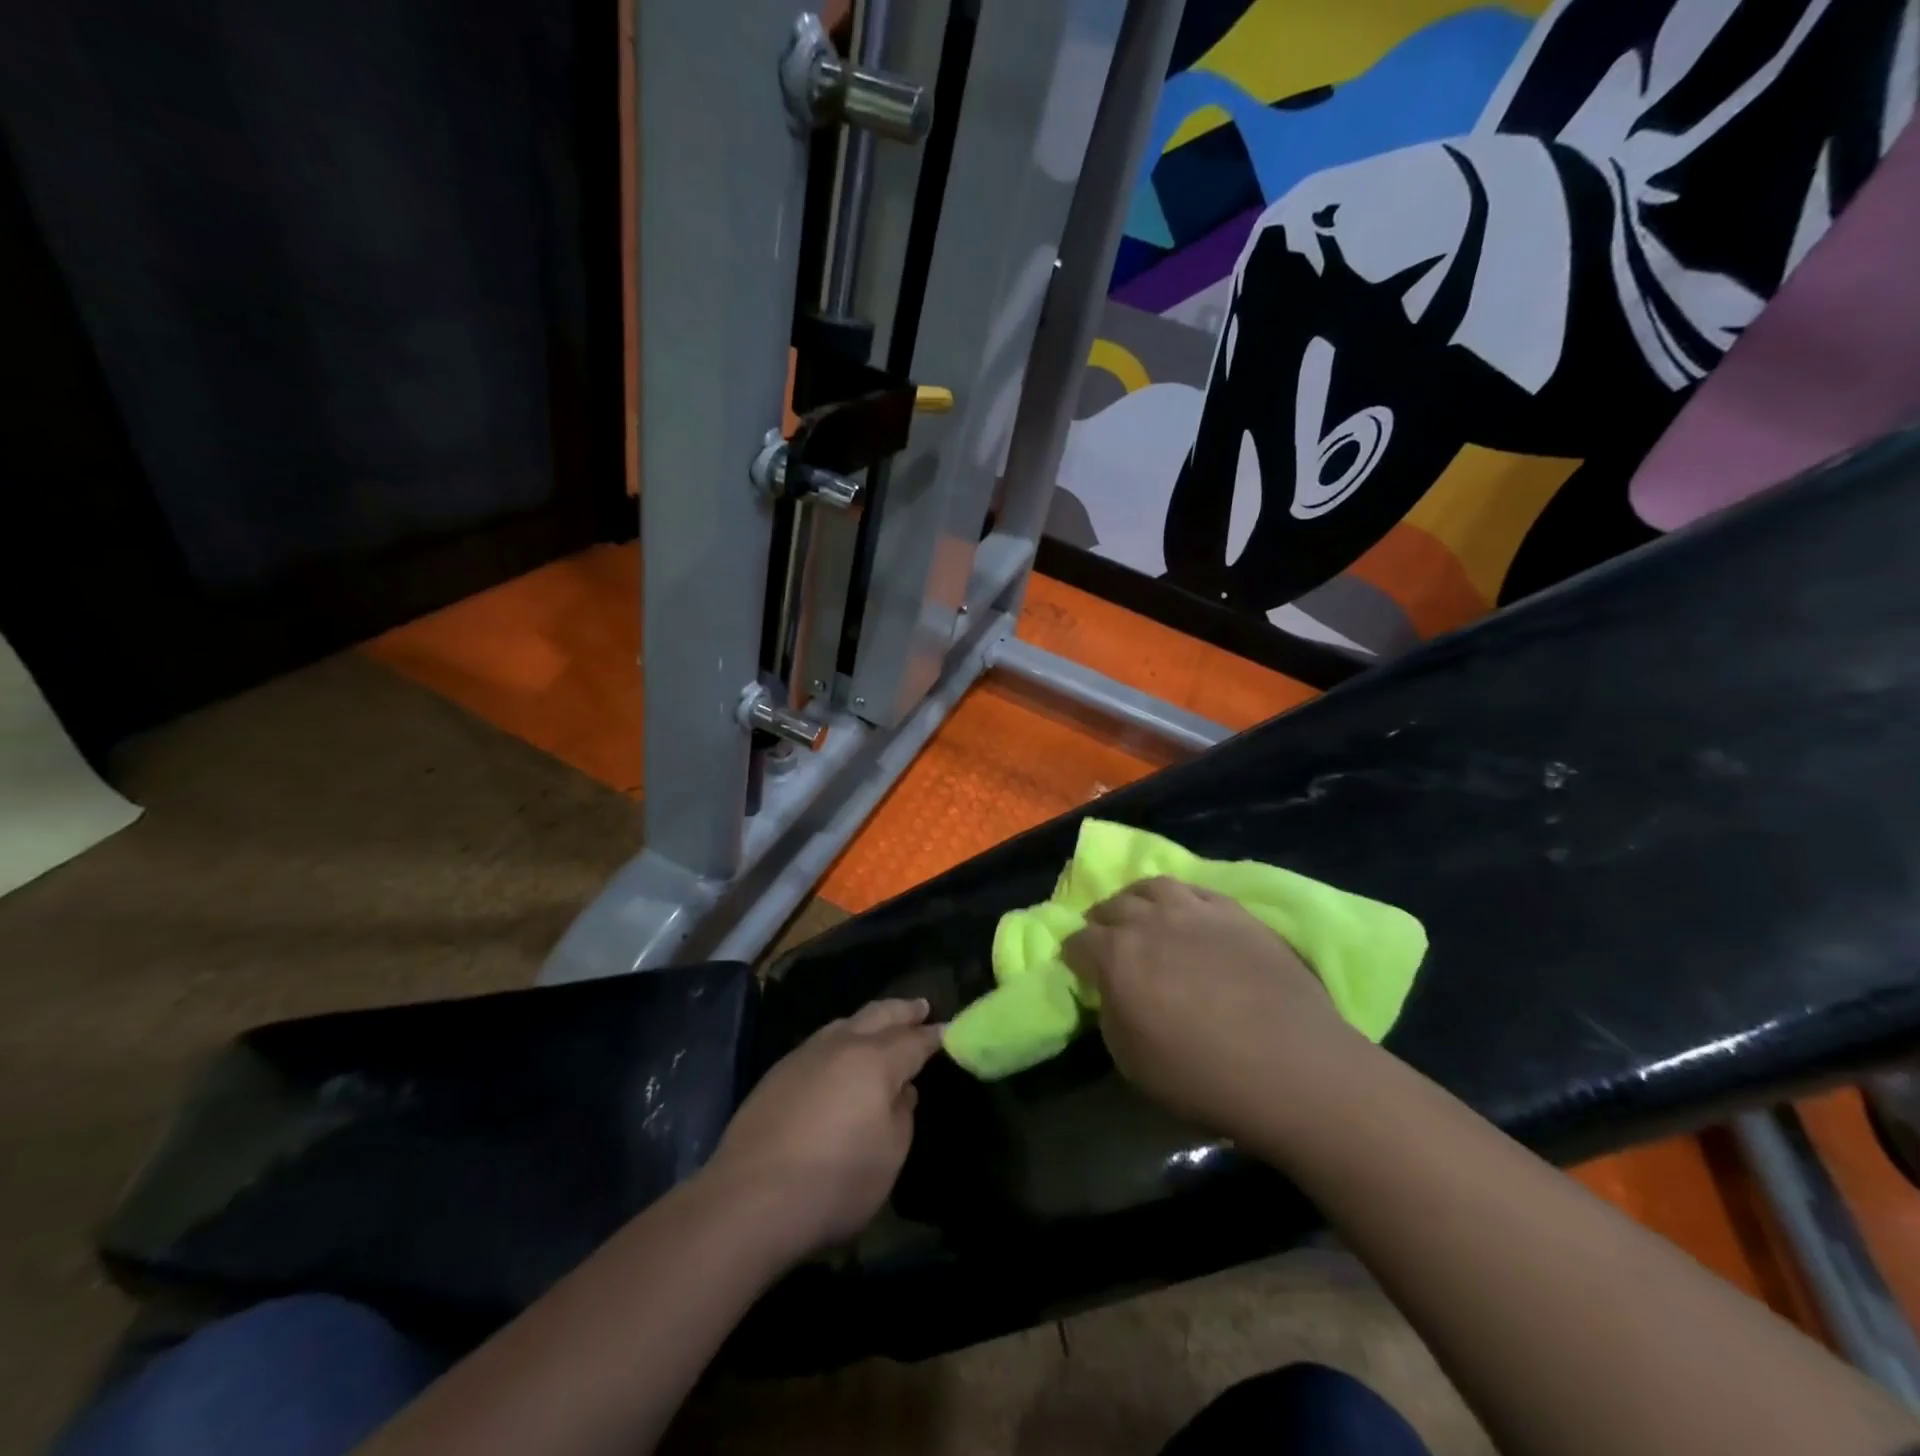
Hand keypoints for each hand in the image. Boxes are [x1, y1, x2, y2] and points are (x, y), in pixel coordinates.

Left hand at [706, 998, 941, 1256]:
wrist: (749, 1200)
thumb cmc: (834, 1182)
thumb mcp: (889, 1156)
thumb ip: (901, 1115)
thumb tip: (901, 1090)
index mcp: (876, 1060)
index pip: (914, 1040)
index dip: (934, 1035)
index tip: (949, 1029)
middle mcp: (841, 1045)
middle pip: (878, 1015)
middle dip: (903, 1010)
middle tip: (920, 1007)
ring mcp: (805, 1055)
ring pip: (845, 1023)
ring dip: (868, 1021)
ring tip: (881, 1025)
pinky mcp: (777, 1074)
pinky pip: (820, 1043)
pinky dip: (841, 1039)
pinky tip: (839, 1056)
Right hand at [1063, 878, 1360, 1135]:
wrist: (1293, 1068)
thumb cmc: (1202, 1076)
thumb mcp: (1131, 1061)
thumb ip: (1111, 1014)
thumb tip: (1111, 991)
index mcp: (1115, 956)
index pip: (1077, 943)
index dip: (1074, 957)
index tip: (1079, 970)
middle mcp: (1148, 921)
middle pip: (1111, 907)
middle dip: (1101, 923)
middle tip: (1106, 942)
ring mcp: (1194, 911)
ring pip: (1151, 887)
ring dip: (1137, 900)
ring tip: (1141, 915)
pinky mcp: (1234, 912)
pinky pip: (1195, 889)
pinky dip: (1179, 898)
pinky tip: (1184, 913)